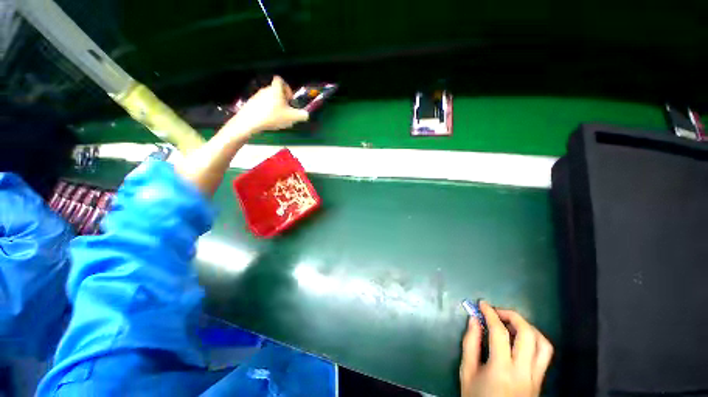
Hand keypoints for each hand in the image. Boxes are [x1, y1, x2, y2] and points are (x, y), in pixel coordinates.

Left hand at [223, 75, 308, 136]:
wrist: (250, 121)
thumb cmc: (273, 116)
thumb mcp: (291, 117)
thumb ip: (301, 115)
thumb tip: (306, 114)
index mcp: (275, 89)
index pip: (280, 80)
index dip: (287, 88)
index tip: (290, 99)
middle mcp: (266, 90)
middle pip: (275, 90)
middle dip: (282, 100)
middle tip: (286, 111)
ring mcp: (257, 96)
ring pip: (269, 98)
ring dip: (275, 106)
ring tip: (278, 118)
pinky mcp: (251, 103)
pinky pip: (262, 104)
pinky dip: (267, 110)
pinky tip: (268, 120)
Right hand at [460, 302, 552, 396]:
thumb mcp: (467, 372)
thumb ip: (470, 344)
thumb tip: (474, 319)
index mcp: (501, 370)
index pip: (499, 332)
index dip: (490, 313)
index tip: (482, 304)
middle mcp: (523, 372)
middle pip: (527, 334)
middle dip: (512, 316)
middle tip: (497, 312)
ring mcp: (536, 377)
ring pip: (543, 344)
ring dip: (527, 327)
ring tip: (511, 323)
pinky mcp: (541, 381)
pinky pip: (545, 354)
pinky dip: (535, 340)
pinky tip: (522, 339)